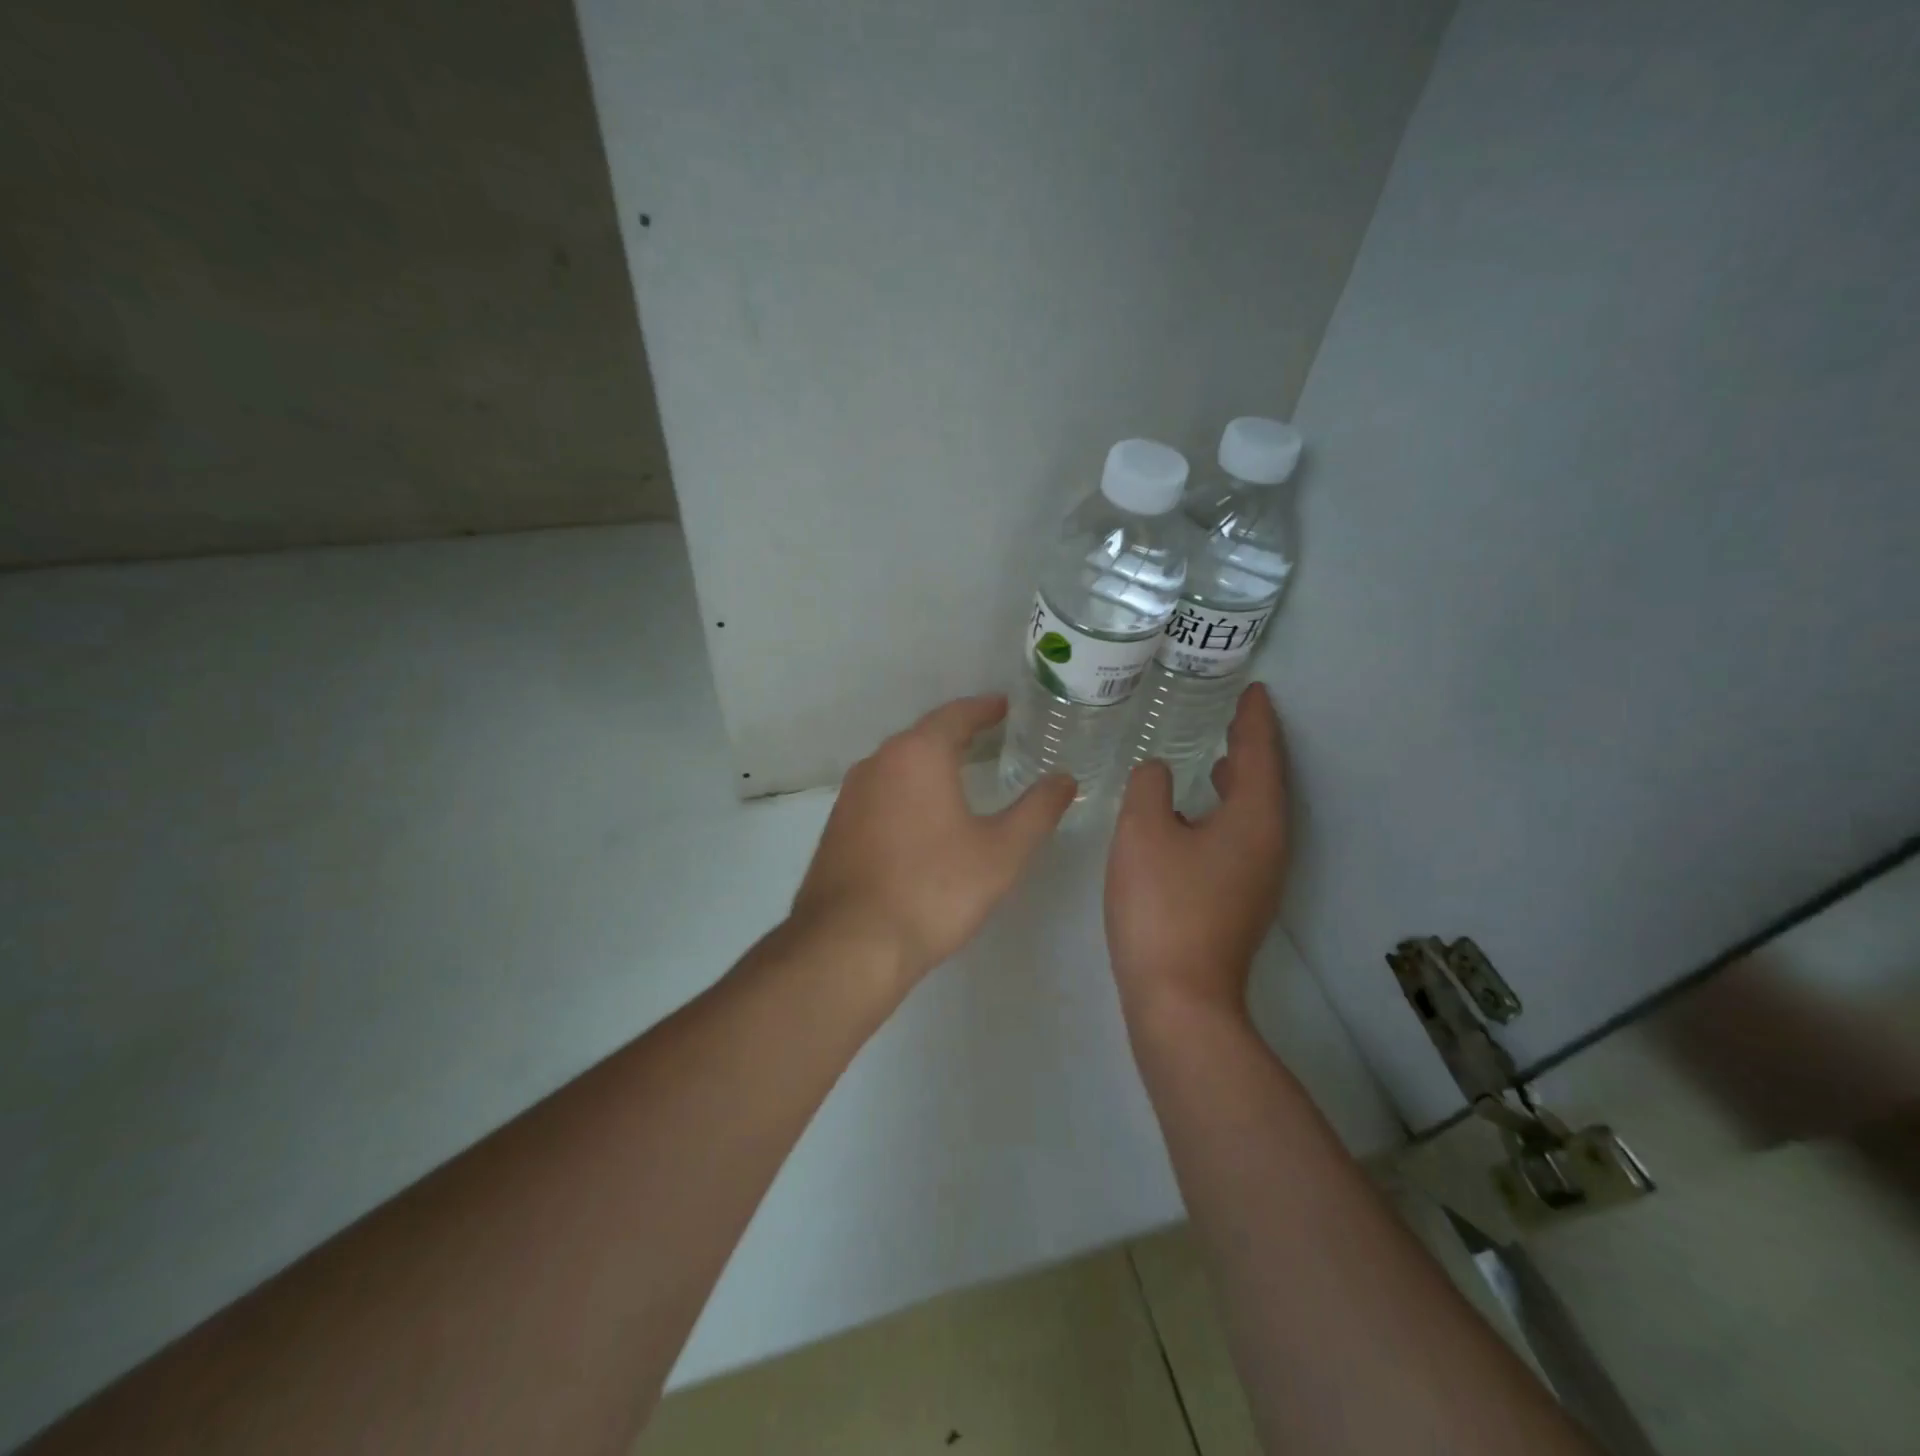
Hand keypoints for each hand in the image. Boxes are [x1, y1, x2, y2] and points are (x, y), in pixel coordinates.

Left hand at [793, 695, 1075, 987]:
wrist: (851, 944)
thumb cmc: (935, 889)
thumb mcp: (1002, 852)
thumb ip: (1037, 810)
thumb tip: (1065, 779)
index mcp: (918, 755)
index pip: (956, 715)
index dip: (984, 708)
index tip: (1005, 706)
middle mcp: (878, 762)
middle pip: (923, 735)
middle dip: (957, 733)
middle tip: (990, 738)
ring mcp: (851, 794)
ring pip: (898, 764)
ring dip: (929, 763)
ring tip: (960, 774)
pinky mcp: (837, 826)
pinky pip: (880, 792)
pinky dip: (906, 790)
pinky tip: (921, 816)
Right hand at [1105, 684, 1289, 1021]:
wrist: (1179, 997)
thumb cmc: (1162, 907)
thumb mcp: (1143, 832)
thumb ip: (1150, 787)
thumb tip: (1159, 772)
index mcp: (1255, 819)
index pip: (1260, 754)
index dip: (1255, 719)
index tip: (1254, 689)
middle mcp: (1270, 845)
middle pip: (1266, 782)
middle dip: (1252, 746)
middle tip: (1235, 716)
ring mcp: (1260, 877)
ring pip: (1255, 813)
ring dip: (1240, 780)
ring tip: (1219, 756)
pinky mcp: (1242, 900)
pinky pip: (1242, 836)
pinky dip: (1227, 810)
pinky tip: (1197, 814)